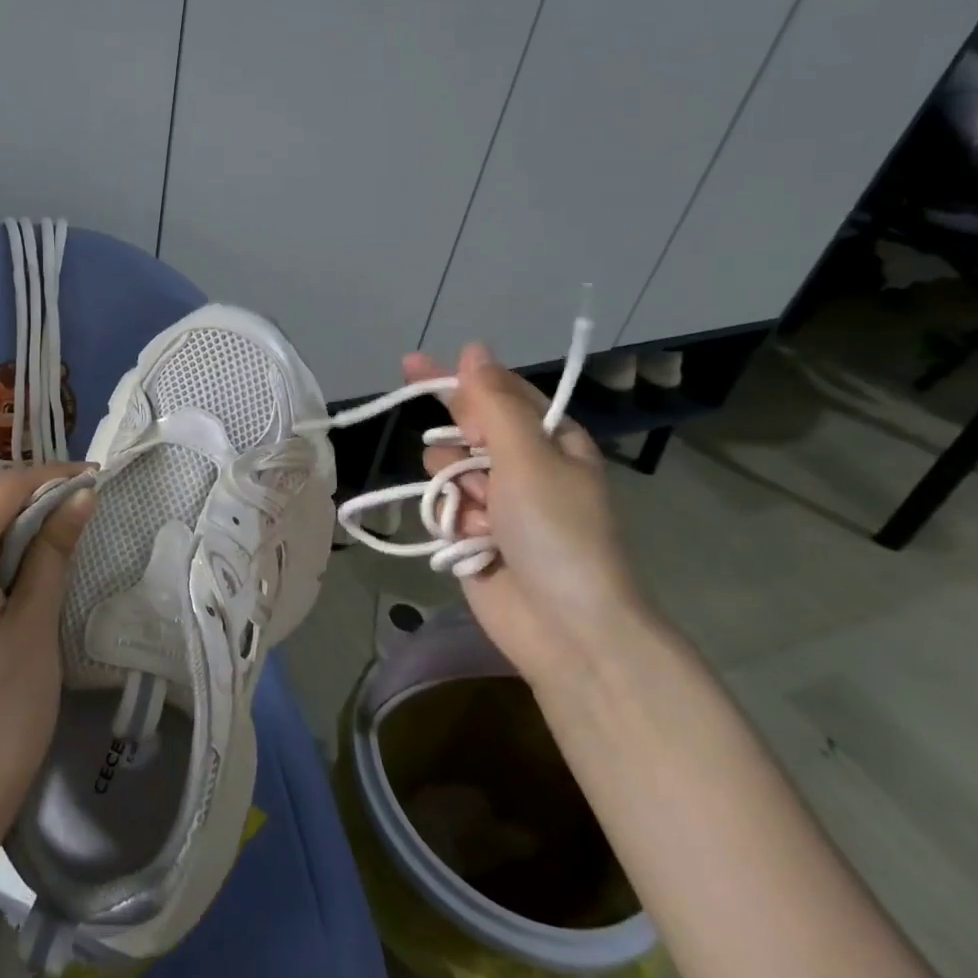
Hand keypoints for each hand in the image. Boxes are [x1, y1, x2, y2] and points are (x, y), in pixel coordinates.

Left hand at [0, 464, 95, 855]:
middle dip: (37, 513)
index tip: (97, 478)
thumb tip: (79, 496)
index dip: (53, 478)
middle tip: (87, 519)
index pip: (4, 494)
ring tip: (63, 556)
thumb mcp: (35, 624)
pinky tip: (22, 593)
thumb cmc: (1, 710)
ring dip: (17, 545)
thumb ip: (54, 551)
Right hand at [405, 343, 645, 689]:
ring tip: (480, 519)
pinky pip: (442, 508)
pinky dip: (451, 521)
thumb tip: (473, 350)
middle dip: (458, 446)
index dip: (457, 379)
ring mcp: (497, 503)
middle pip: (465, 430)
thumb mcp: (528, 456)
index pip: (496, 392)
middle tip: (470, 470)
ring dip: (455, 489)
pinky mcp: (473, 536)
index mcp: (549, 440)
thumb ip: (494, 403)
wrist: (566, 627)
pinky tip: (470, 542)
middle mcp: (523, 466)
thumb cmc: (556, 531)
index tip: (410, 365)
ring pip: (445, 469)